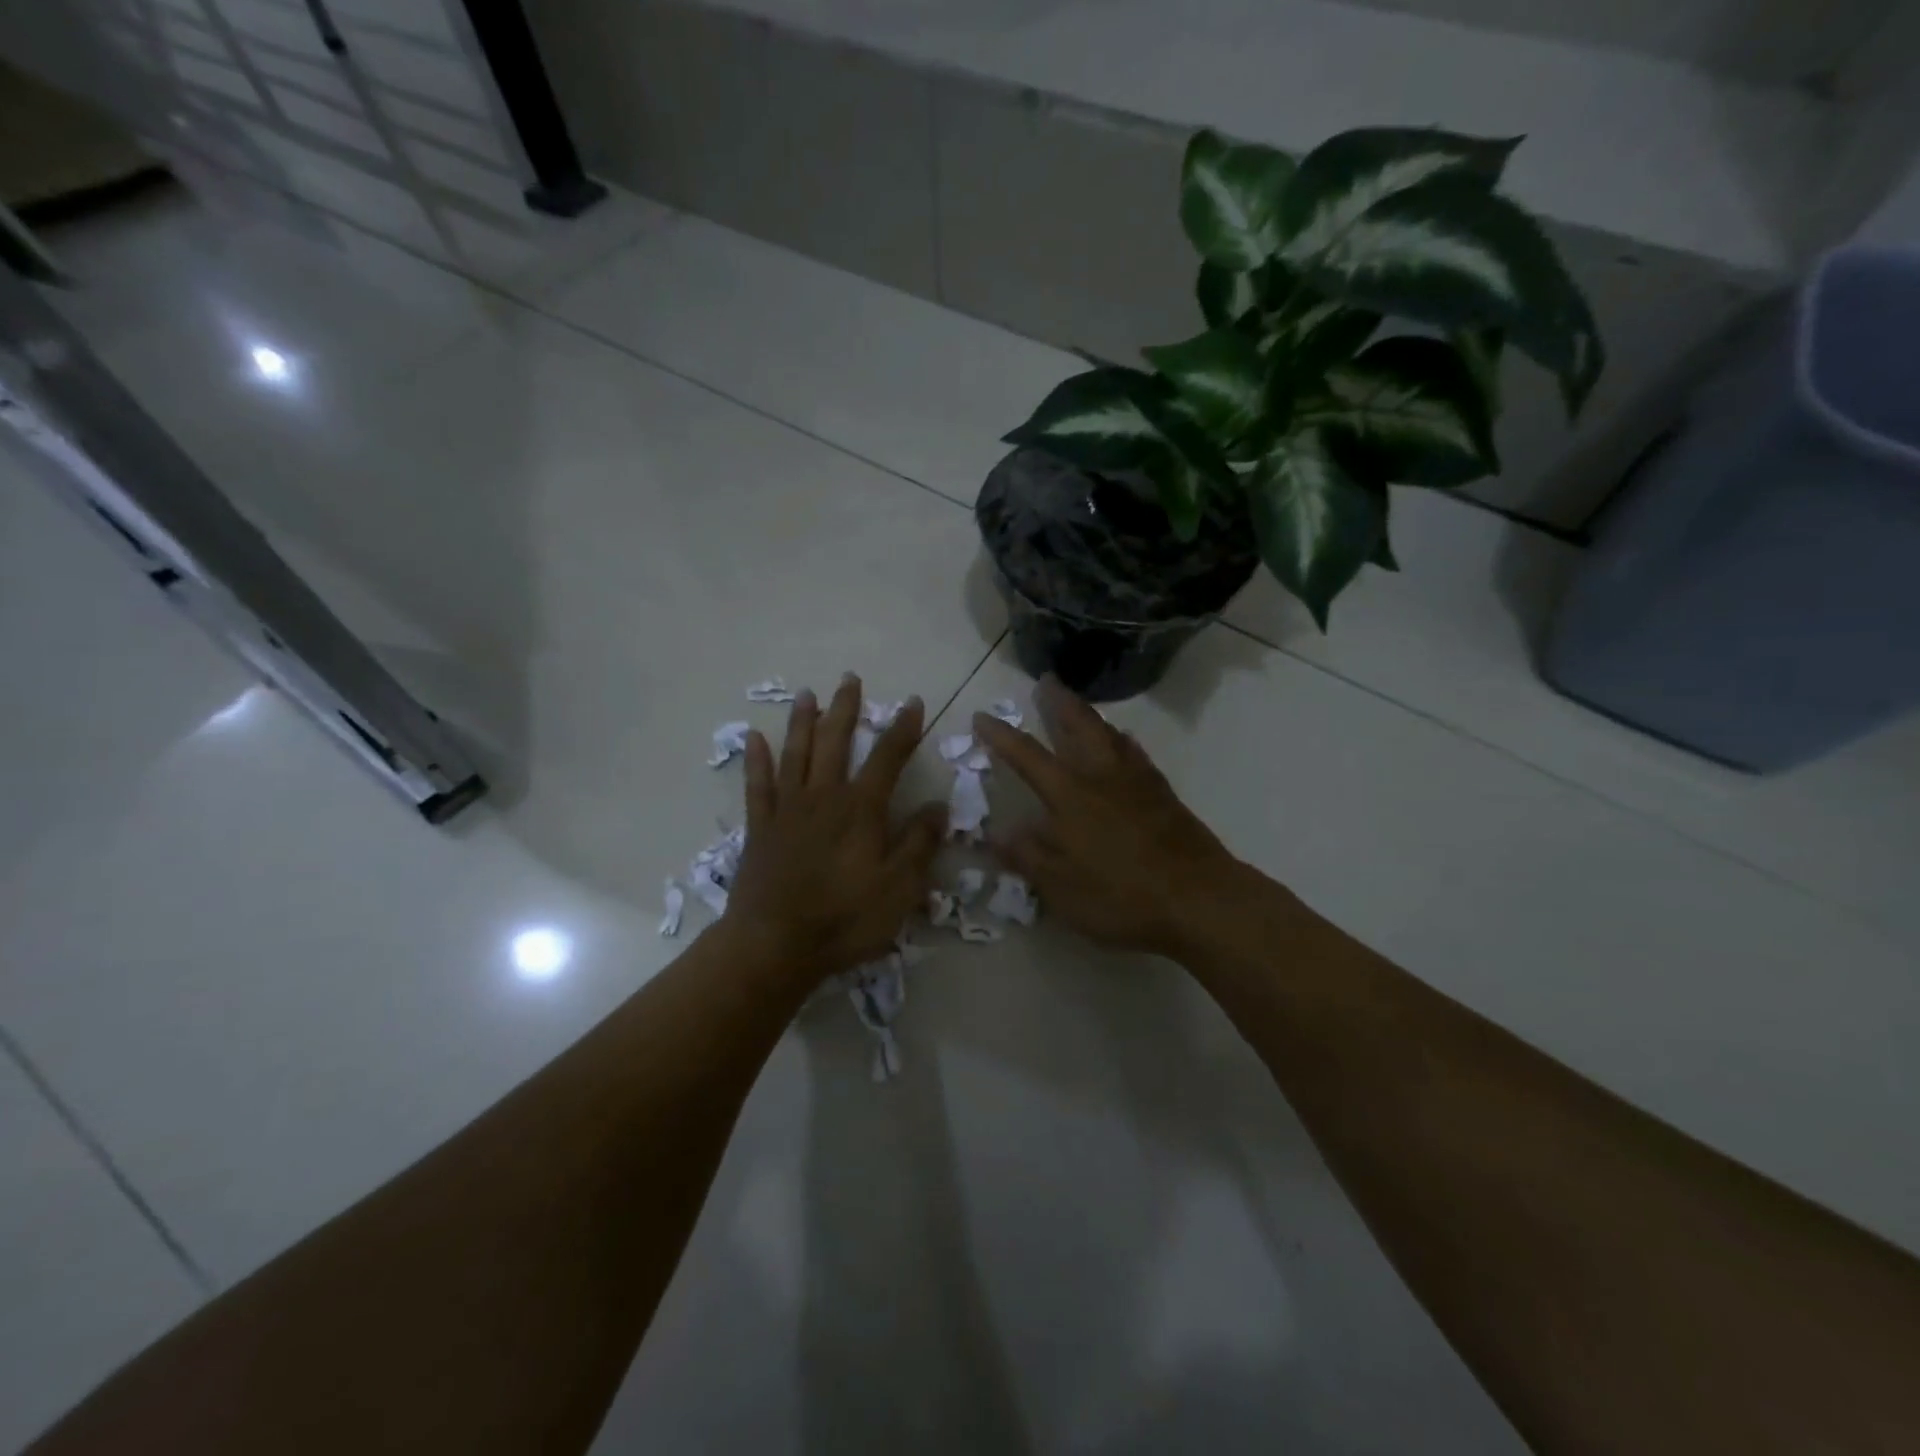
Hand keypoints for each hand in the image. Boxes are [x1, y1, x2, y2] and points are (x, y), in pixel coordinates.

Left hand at [724, 675, 946, 984]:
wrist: (774, 945)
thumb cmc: (844, 919)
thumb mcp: (899, 888)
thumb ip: (919, 844)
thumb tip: (939, 805)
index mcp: (861, 809)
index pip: (888, 757)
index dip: (903, 728)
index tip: (912, 702)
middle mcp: (824, 797)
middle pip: (836, 742)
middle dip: (846, 709)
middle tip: (850, 679)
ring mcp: (788, 809)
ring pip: (796, 754)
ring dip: (802, 722)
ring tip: (807, 694)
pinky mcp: (761, 827)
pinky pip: (757, 785)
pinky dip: (756, 760)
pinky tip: (754, 738)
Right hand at [974, 677, 1249, 957]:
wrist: (1199, 898)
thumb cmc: (1122, 896)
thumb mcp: (1062, 888)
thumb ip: (1028, 857)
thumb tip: (998, 834)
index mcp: (1071, 796)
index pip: (1027, 756)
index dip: (1002, 735)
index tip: (983, 716)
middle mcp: (1102, 777)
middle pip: (1078, 726)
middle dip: (1058, 702)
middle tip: (1047, 680)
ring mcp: (1137, 781)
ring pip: (1109, 733)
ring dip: (1089, 715)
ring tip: (1078, 706)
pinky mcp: (1163, 794)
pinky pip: (1135, 752)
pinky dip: (1121, 739)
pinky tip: (1123, 742)